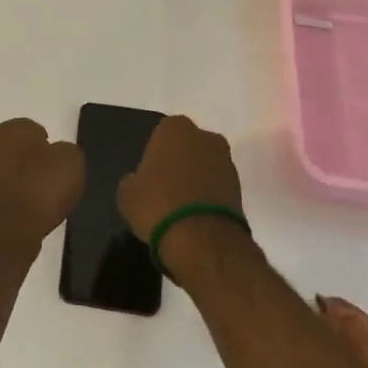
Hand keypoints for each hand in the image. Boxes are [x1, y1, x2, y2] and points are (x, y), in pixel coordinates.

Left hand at [0, 119, 83, 255]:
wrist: (8, 229)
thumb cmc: (41, 187)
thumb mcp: (71, 161)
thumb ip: (66, 151)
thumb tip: (59, 154)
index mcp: (12, 128)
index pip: (33, 129)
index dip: (48, 145)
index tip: (59, 162)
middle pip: (16, 150)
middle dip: (31, 161)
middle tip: (51, 179)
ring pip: (7, 172)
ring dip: (20, 182)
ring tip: (41, 201)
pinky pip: (2, 195)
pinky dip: (13, 201)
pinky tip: (28, 214)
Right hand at [117, 114, 241, 241]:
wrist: (203, 239)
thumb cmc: (158, 205)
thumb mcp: (127, 193)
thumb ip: (134, 179)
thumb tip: (140, 181)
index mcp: (175, 128)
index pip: (161, 134)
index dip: (154, 154)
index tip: (148, 175)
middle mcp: (205, 136)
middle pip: (187, 147)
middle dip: (179, 162)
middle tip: (164, 188)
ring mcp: (226, 161)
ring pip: (205, 165)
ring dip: (196, 179)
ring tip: (180, 207)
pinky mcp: (241, 187)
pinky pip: (217, 186)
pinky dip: (208, 196)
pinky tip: (195, 216)